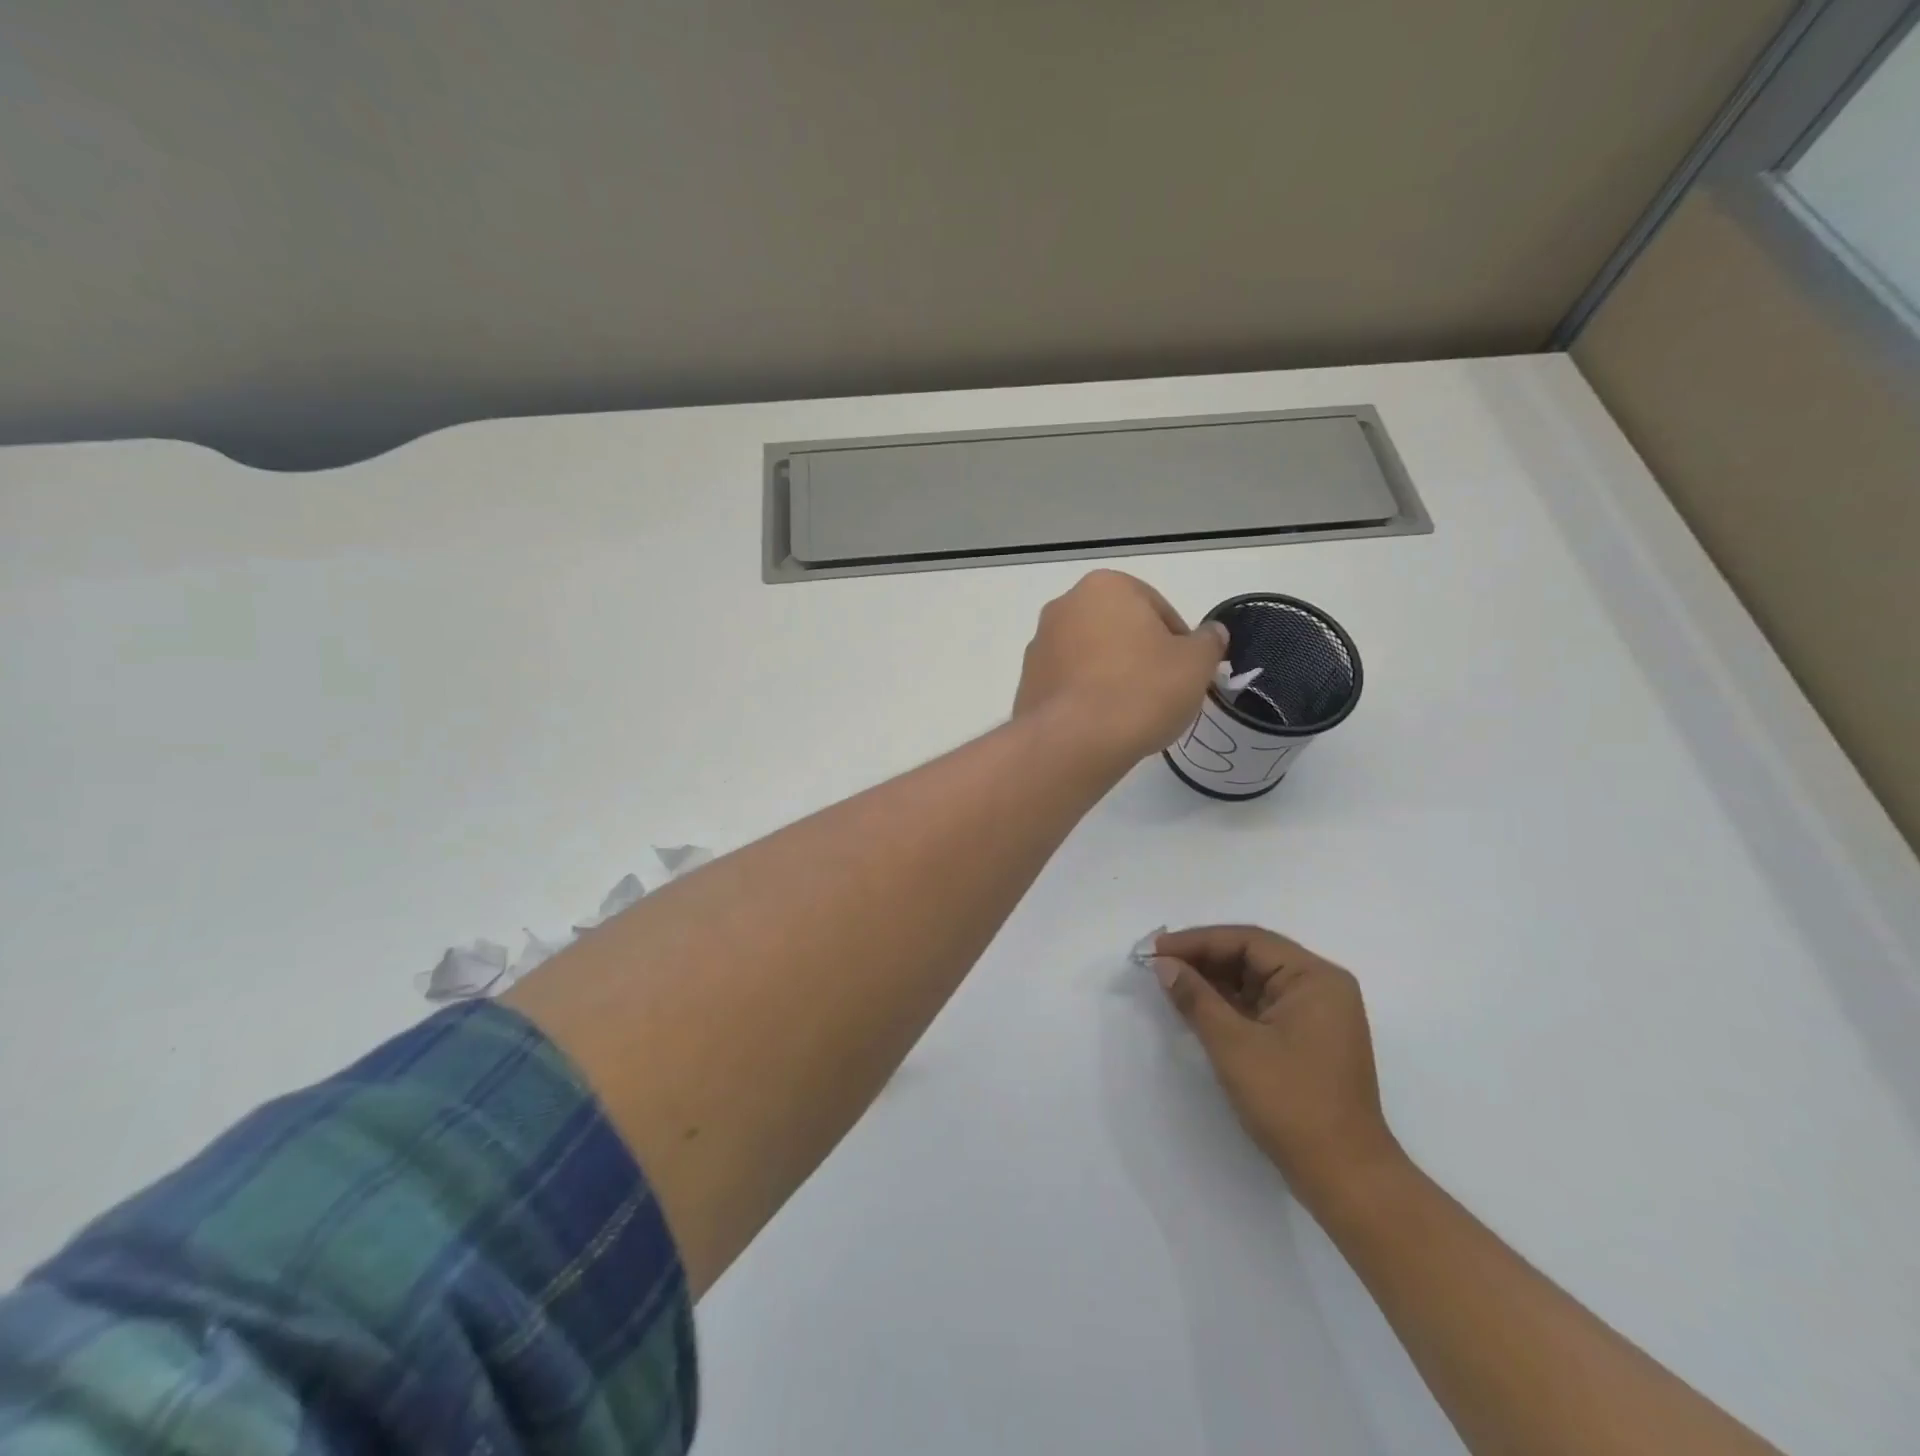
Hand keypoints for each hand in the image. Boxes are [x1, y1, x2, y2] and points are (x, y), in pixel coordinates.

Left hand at [1013, 570, 1226, 765]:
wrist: (1072, 742)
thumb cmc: (1140, 691)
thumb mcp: (1195, 665)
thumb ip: (1208, 642)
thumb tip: (1211, 633)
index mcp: (1106, 586)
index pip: (1156, 608)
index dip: (1178, 643)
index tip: (1185, 674)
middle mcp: (1064, 606)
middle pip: (1119, 630)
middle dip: (1141, 656)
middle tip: (1161, 693)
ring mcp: (1040, 644)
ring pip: (1091, 656)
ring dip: (1112, 676)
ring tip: (1131, 713)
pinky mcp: (1026, 681)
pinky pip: (1069, 683)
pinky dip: (1086, 697)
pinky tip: (1102, 724)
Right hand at [1151, 925, 1401, 1202]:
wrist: (1345, 1178)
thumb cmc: (1291, 1102)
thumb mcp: (1234, 1045)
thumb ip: (1195, 998)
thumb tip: (1163, 965)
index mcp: (1315, 978)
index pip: (1248, 941)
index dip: (1198, 941)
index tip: (1157, 949)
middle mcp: (1321, 987)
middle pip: (1252, 957)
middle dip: (1204, 959)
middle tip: (1158, 964)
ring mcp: (1316, 1015)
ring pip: (1254, 981)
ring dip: (1213, 981)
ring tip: (1170, 981)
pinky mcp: (1307, 1040)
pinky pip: (1261, 1006)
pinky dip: (1228, 1004)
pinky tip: (1196, 1006)